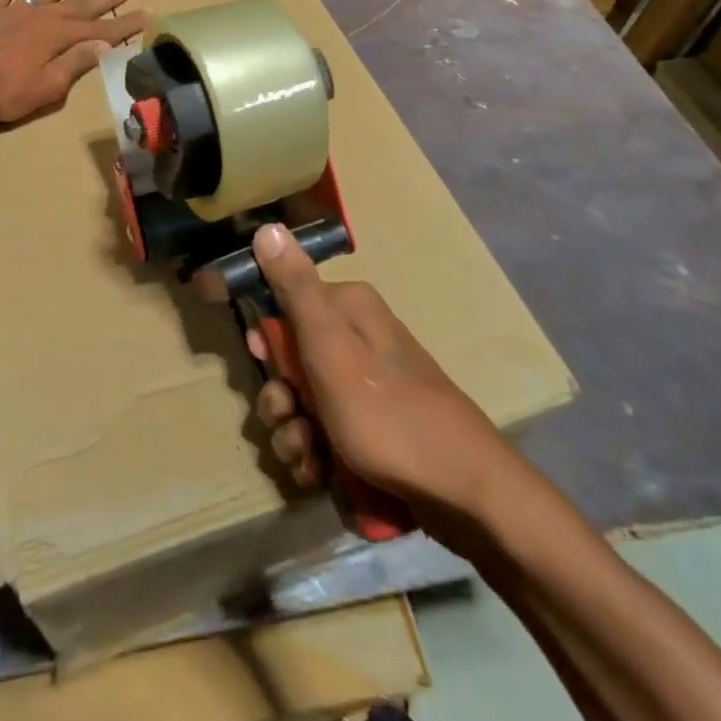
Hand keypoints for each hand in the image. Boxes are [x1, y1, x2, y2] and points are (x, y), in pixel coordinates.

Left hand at [0, 0, 148, 122]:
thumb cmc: (1, 90)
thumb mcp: (46, 87)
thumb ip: (74, 64)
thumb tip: (102, 44)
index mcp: (57, 36)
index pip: (100, 29)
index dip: (124, 24)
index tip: (146, 13)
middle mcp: (39, 16)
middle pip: (79, 4)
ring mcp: (11, 11)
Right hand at [246, 222, 507, 505]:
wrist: (461, 493)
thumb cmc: (388, 414)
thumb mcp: (330, 348)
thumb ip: (296, 289)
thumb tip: (268, 227)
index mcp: (348, 309)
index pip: (284, 303)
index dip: (264, 337)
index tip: (258, 361)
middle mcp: (356, 340)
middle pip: (288, 359)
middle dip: (279, 396)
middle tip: (288, 417)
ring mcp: (364, 387)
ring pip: (300, 402)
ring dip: (292, 432)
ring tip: (307, 456)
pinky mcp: (370, 427)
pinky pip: (322, 433)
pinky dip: (314, 454)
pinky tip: (319, 473)